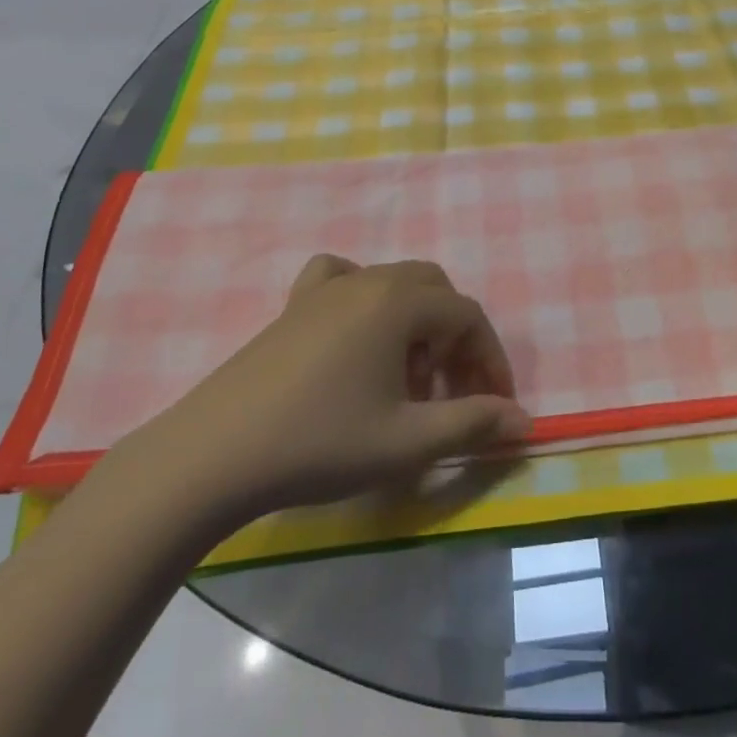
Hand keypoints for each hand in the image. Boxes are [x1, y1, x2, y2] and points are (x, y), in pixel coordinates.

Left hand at [113, 256, 530, 531]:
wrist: (212, 456)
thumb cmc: (320, 443)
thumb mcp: (407, 442)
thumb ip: (473, 423)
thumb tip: (524, 420)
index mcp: (399, 302)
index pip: (468, 316)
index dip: (490, 360)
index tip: (496, 406)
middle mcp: (367, 280)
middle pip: (435, 292)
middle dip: (456, 339)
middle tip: (455, 391)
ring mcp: (325, 289)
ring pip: (393, 286)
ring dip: (416, 324)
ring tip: (407, 378)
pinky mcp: (292, 307)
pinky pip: (341, 280)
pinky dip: (364, 299)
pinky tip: (356, 333)